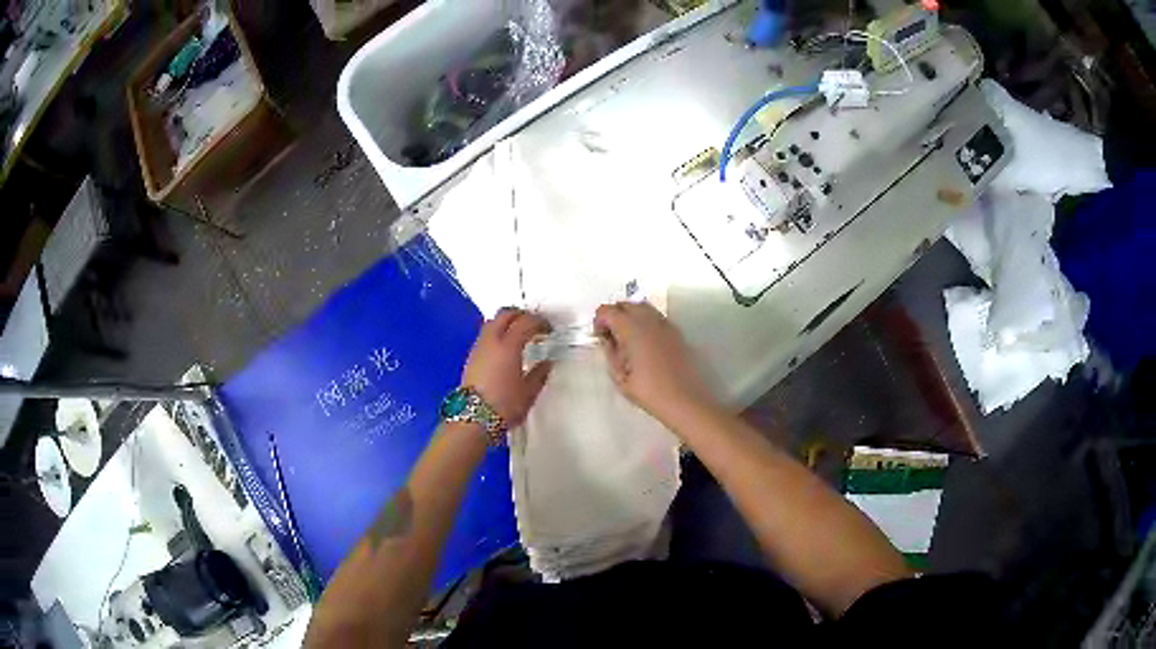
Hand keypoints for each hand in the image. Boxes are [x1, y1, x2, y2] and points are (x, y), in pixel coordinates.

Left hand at [462, 308, 552, 427]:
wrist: (472, 419)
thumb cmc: (504, 405)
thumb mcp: (529, 392)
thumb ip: (540, 374)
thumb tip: (547, 364)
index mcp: (508, 346)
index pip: (526, 322)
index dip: (540, 322)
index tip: (549, 329)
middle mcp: (491, 341)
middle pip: (505, 314)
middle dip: (521, 315)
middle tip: (534, 324)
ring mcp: (479, 347)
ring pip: (493, 322)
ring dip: (507, 322)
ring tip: (519, 334)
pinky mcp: (471, 357)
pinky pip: (486, 335)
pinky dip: (498, 333)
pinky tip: (505, 348)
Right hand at [594, 302, 716, 424]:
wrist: (685, 400)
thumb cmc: (649, 391)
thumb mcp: (620, 376)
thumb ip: (610, 352)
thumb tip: (607, 338)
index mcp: (632, 328)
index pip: (608, 311)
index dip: (599, 321)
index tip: (599, 338)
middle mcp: (649, 320)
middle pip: (626, 304)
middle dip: (614, 315)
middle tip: (611, 336)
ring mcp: (665, 324)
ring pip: (642, 307)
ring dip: (630, 316)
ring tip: (627, 339)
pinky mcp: (676, 332)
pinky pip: (656, 317)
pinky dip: (645, 321)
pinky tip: (644, 343)